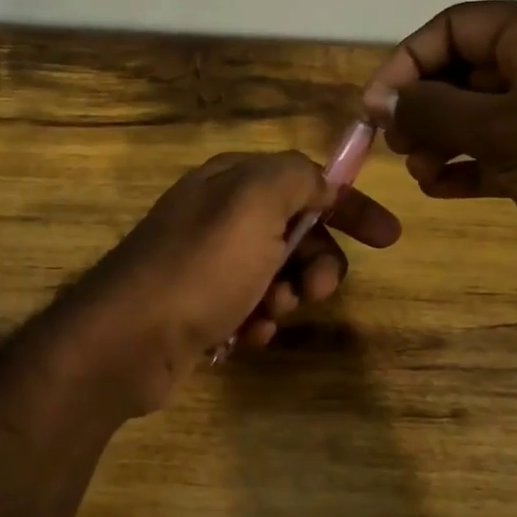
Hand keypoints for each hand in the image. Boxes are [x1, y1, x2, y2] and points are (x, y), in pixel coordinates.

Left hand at [62, 151, 400, 414]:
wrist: (128, 339)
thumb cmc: (200, 268)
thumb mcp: (254, 204)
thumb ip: (295, 178)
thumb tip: (318, 183)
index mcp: (230, 181)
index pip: (305, 180)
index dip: (349, 205)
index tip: (388, 238)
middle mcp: (217, 215)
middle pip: (295, 231)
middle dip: (315, 262)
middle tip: (314, 291)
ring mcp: (205, 263)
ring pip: (276, 274)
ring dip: (287, 296)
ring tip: (268, 316)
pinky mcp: (198, 305)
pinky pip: (249, 306)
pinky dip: (258, 321)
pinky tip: (248, 336)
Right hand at [361, 1, 516, 305]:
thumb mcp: (506, 130)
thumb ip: (435, 110)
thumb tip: (382, 100)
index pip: (456, 26)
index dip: (408, 60)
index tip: (376, 107)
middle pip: (462, 70)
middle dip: (422, 106)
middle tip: (396, 145)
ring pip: (476, 115)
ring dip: (438, 140)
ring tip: (422, 174)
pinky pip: (496, 152)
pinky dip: (465, 166)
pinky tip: (442, 189)